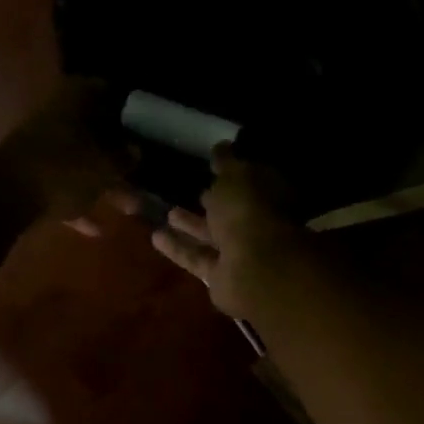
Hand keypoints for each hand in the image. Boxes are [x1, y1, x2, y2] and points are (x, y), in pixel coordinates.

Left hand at [0, 78, 128, 233]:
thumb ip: (125, 157)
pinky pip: (62, 186)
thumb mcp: (106, 165)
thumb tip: (137, 151)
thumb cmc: (64, 170)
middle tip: (143, 171)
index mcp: (75, 99)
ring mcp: (40, 146)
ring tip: (130, 207)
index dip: (128, 107)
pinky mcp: (30, 176)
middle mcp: (56, 115)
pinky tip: (97, 229)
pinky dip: (79, 203)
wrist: (5, 197)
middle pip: (95, 130)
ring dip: (103, 183)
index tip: (146, 125)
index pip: (107, 91)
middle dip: (119, 154)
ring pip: (80, 161)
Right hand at [153, 147, 311, 316]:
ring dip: (192, 225)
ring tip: (167, 211)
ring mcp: (240, 254)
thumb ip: (226, 162)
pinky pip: (196, 258)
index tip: (212, 164)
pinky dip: (178, 248)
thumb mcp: (236, 176)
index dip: (233, 172)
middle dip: (215, 202)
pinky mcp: (220, 277)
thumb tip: (221, 146)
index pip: (251, 181)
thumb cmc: (249, 211)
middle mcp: (258, 225)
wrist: (253, 268)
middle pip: (233, 212)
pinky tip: (154, 236)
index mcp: (269, 196)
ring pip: (213, 236)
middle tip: (193, 190)